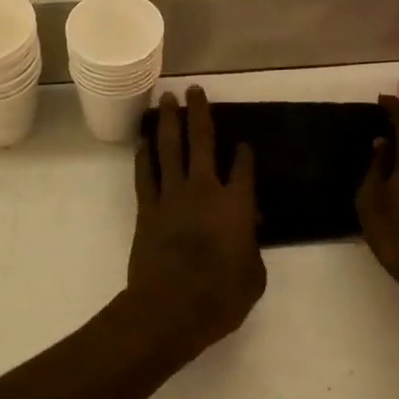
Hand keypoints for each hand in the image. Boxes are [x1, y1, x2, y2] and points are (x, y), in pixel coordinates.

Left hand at [127, 87, 265, 353]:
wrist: (169, 309)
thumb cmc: (220, 297)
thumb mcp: (254, 276)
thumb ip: (253, 248)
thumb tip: (249, 231)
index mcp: (236, 204)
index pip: (244, 167)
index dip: (245, 153)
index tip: (244, 144)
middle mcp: (204, 189)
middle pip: (202, 141)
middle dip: (199, 113)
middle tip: (195, 90)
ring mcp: (171, 196)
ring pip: (169, 149)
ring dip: (168, 122)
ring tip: (166, 99)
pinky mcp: (147, 209)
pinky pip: (145, 174)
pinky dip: (144, 155)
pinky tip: (144, 140)